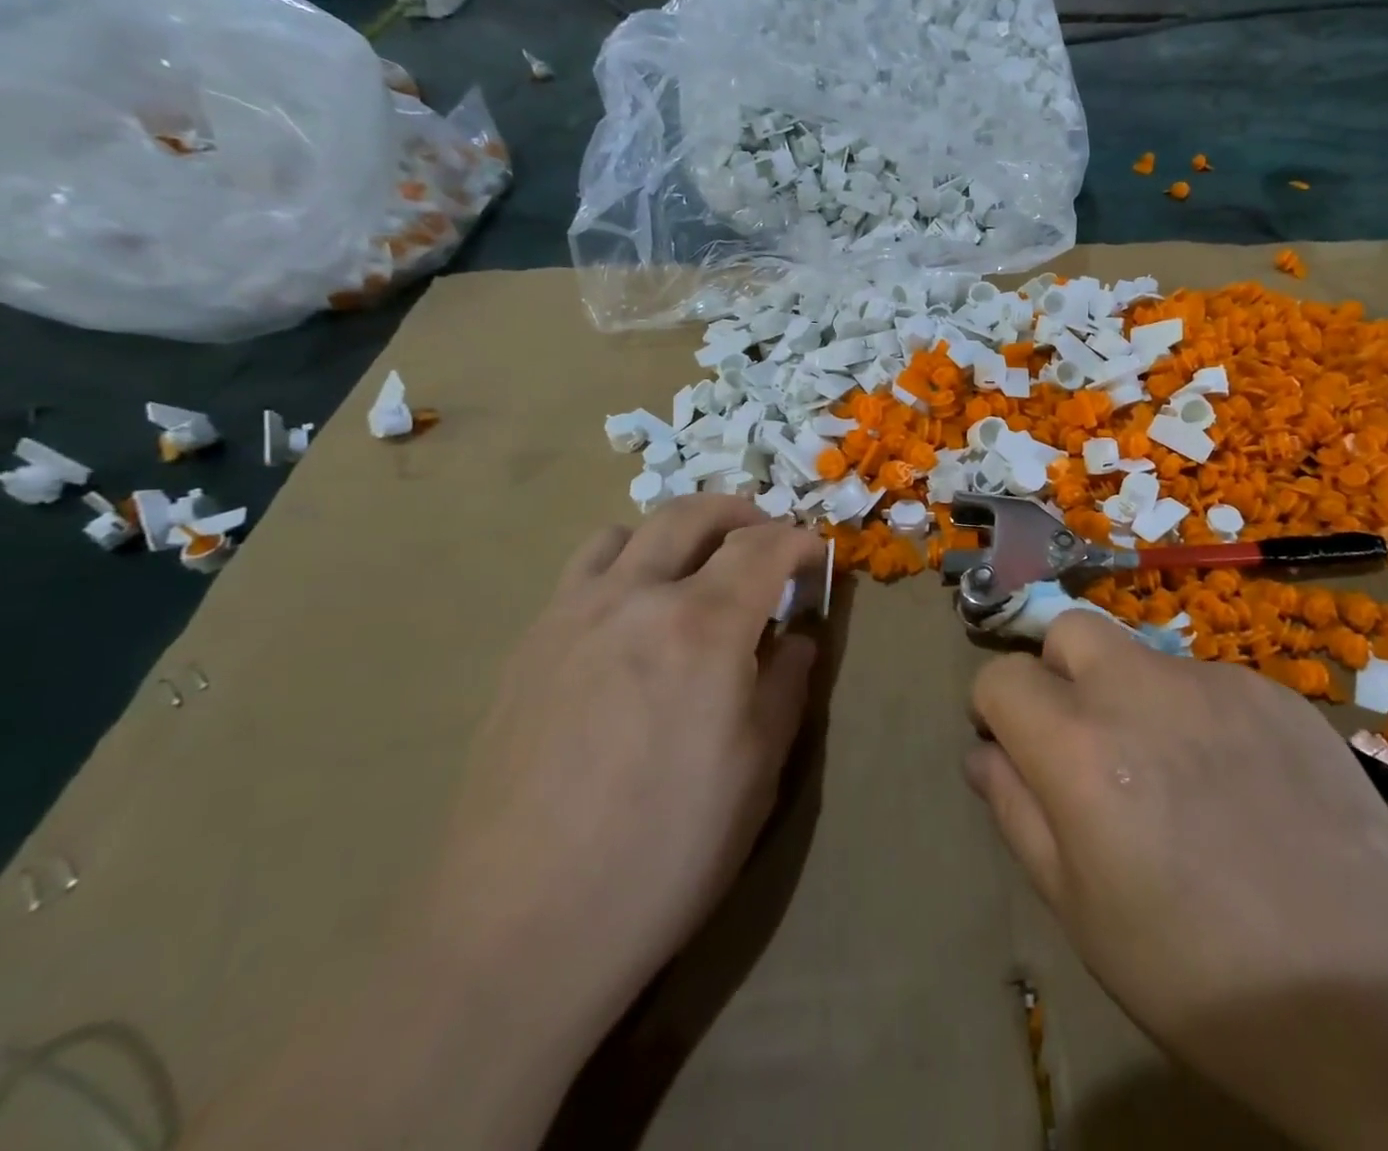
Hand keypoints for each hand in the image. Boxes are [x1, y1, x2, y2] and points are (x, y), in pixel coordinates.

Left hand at [424, 497, 827, 1048]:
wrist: (518, 931)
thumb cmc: (666, 852)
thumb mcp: (758, 770)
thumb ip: (785, 684)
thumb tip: (795, 638)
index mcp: (703, 626)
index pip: (762, 547)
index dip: (797, 541)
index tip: (814, 554)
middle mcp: (634, 599)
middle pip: (690, 514)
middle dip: (739, 512)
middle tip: (764, 536)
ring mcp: (570, 617)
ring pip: (628, 533)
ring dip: (675, 534)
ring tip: (695, 570)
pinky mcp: (527, 648)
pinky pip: (581, 575)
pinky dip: (623, 567)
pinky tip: (631, 621)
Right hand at [967, 614, 1387, 1146]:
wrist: (1377, 996)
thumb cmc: (1199, 974)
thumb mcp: (1079, 909)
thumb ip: (1017, 812)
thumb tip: (984, 752)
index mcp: (1078, 746)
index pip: (1000, 676)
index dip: (995, 710)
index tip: (1014, 749)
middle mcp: (1139, 689)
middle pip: (1068, 630)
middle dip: (1057, 672)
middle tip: (1085, 742)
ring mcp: (1215, 682)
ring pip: (1141, 657)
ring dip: (1132, 697)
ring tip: (1176, 778)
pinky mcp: (1275, 692)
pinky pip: (1208, 682)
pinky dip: (1198, 714)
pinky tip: (1239, 784)